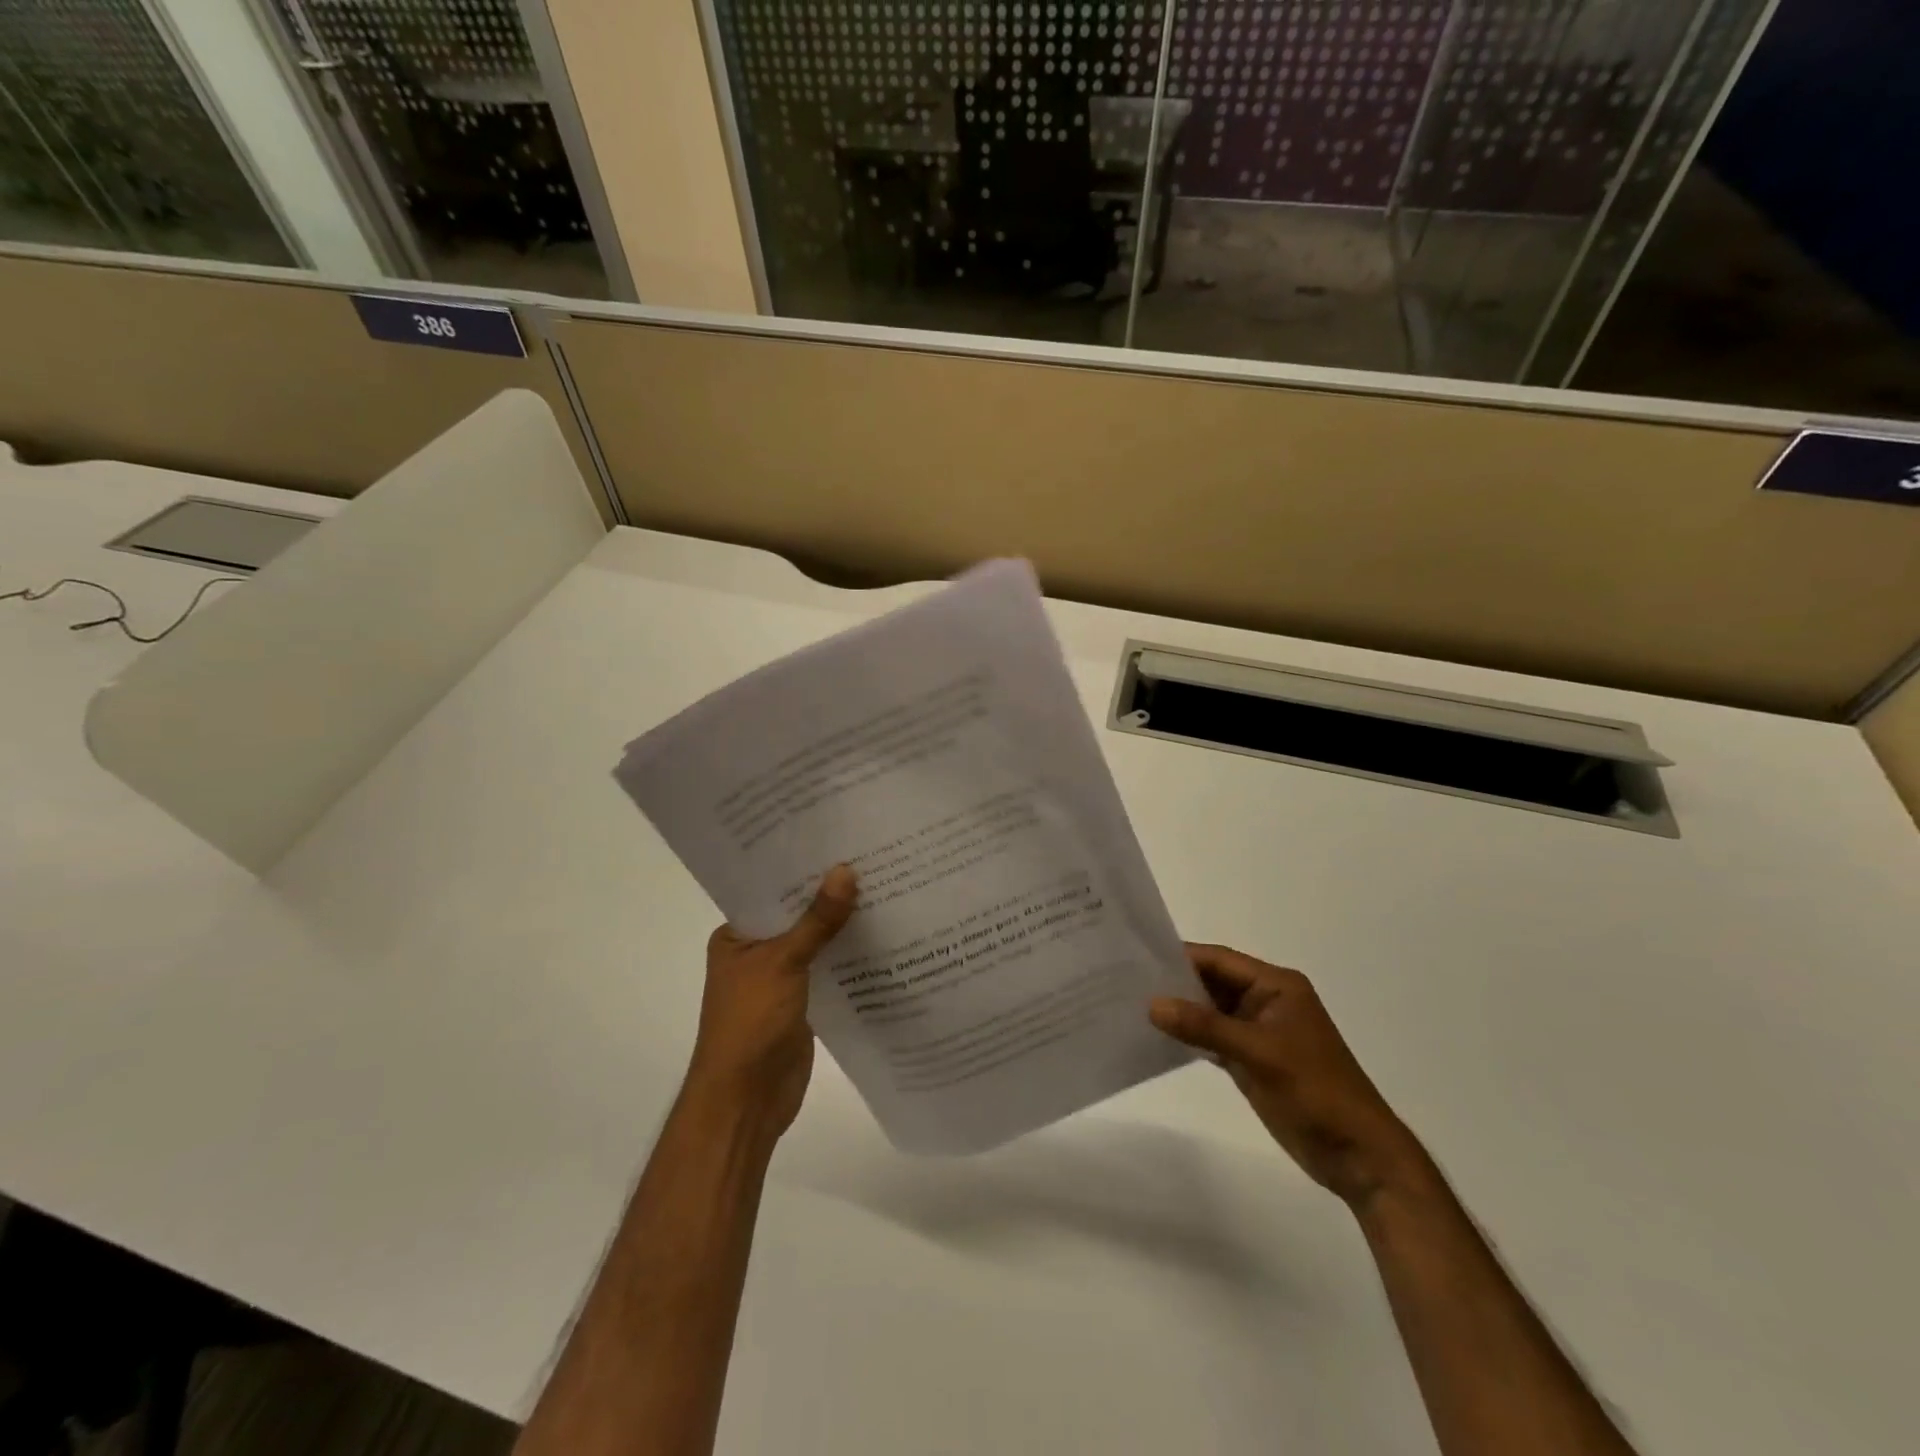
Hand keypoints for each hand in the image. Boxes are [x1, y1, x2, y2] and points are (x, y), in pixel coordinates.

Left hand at [687, 865, 857, 1135]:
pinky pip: (830, 968)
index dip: (802, 868)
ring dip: (843, 924)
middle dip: (829, 894)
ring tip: (886, 885)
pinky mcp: (805, 1001)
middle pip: (798, 914)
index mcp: (737, 936)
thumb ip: (817, 920)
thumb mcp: (783, 962)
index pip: (771, 891)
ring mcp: (782, 978)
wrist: (747, 1100)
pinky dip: (850, 955)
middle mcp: (757, 952)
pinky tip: (883, 934)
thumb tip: (846, 870)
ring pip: (816, 941)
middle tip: (873, 857)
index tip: (840, 840)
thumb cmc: (750, 1023)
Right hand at [1150, 944, 1425, 1207]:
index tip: (1137, 956)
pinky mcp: (1252, 1060)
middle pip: (1212, 982)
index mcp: (1277, 986)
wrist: (1359, 1156)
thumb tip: (1152, 1004)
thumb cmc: (1316, 1092)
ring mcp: (1258, 1032)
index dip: (1181, 956)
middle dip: (1175, 982)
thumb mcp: (1259, 1054)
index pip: (1220, 960)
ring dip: (1180, 1010)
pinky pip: (1213, 1038)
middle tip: (1125, 979)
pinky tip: (1157, 1037)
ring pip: (1210, 1011)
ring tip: (1132, 1005)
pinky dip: (1190, 1037)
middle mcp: (1266, 1001)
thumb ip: (1205, 1027)